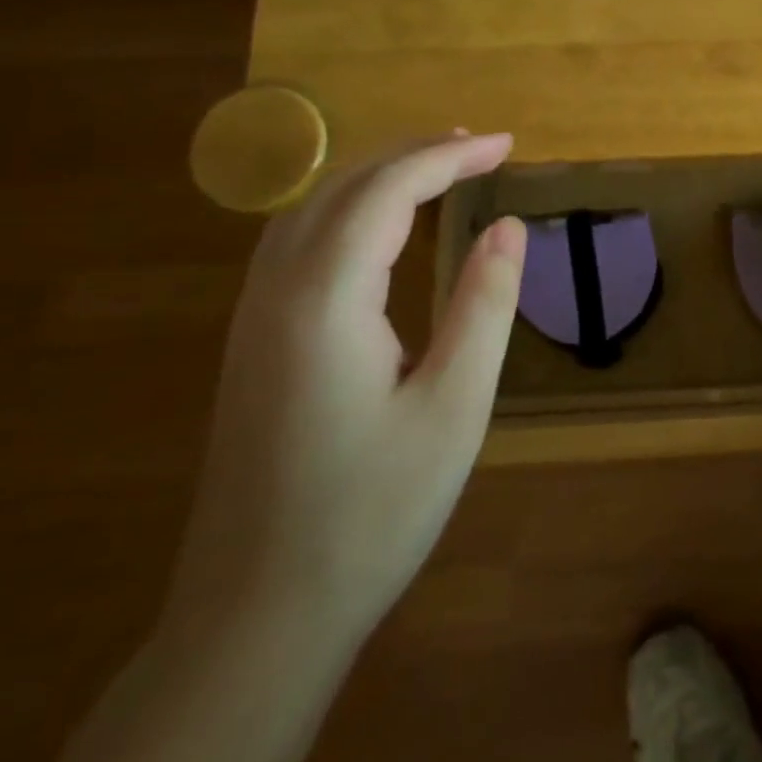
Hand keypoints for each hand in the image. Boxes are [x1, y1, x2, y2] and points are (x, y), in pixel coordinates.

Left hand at [163, 132, 526, 652]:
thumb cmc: (373, 511)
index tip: (506, 144)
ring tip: (438, 169)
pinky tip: (379, 228)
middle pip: (340, 187)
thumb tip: (509, 227)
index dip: (450, 157)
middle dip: (411, 153)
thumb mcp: (455, 405)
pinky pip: (296, 244)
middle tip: (479, 147)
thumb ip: (484, 304)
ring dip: (375, 175)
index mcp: (325, 300)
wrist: (258, 617)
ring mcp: (253, 320)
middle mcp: (276, 293)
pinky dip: (348, 210)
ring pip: (308, 211)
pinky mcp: (252, 346)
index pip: (388, 192)